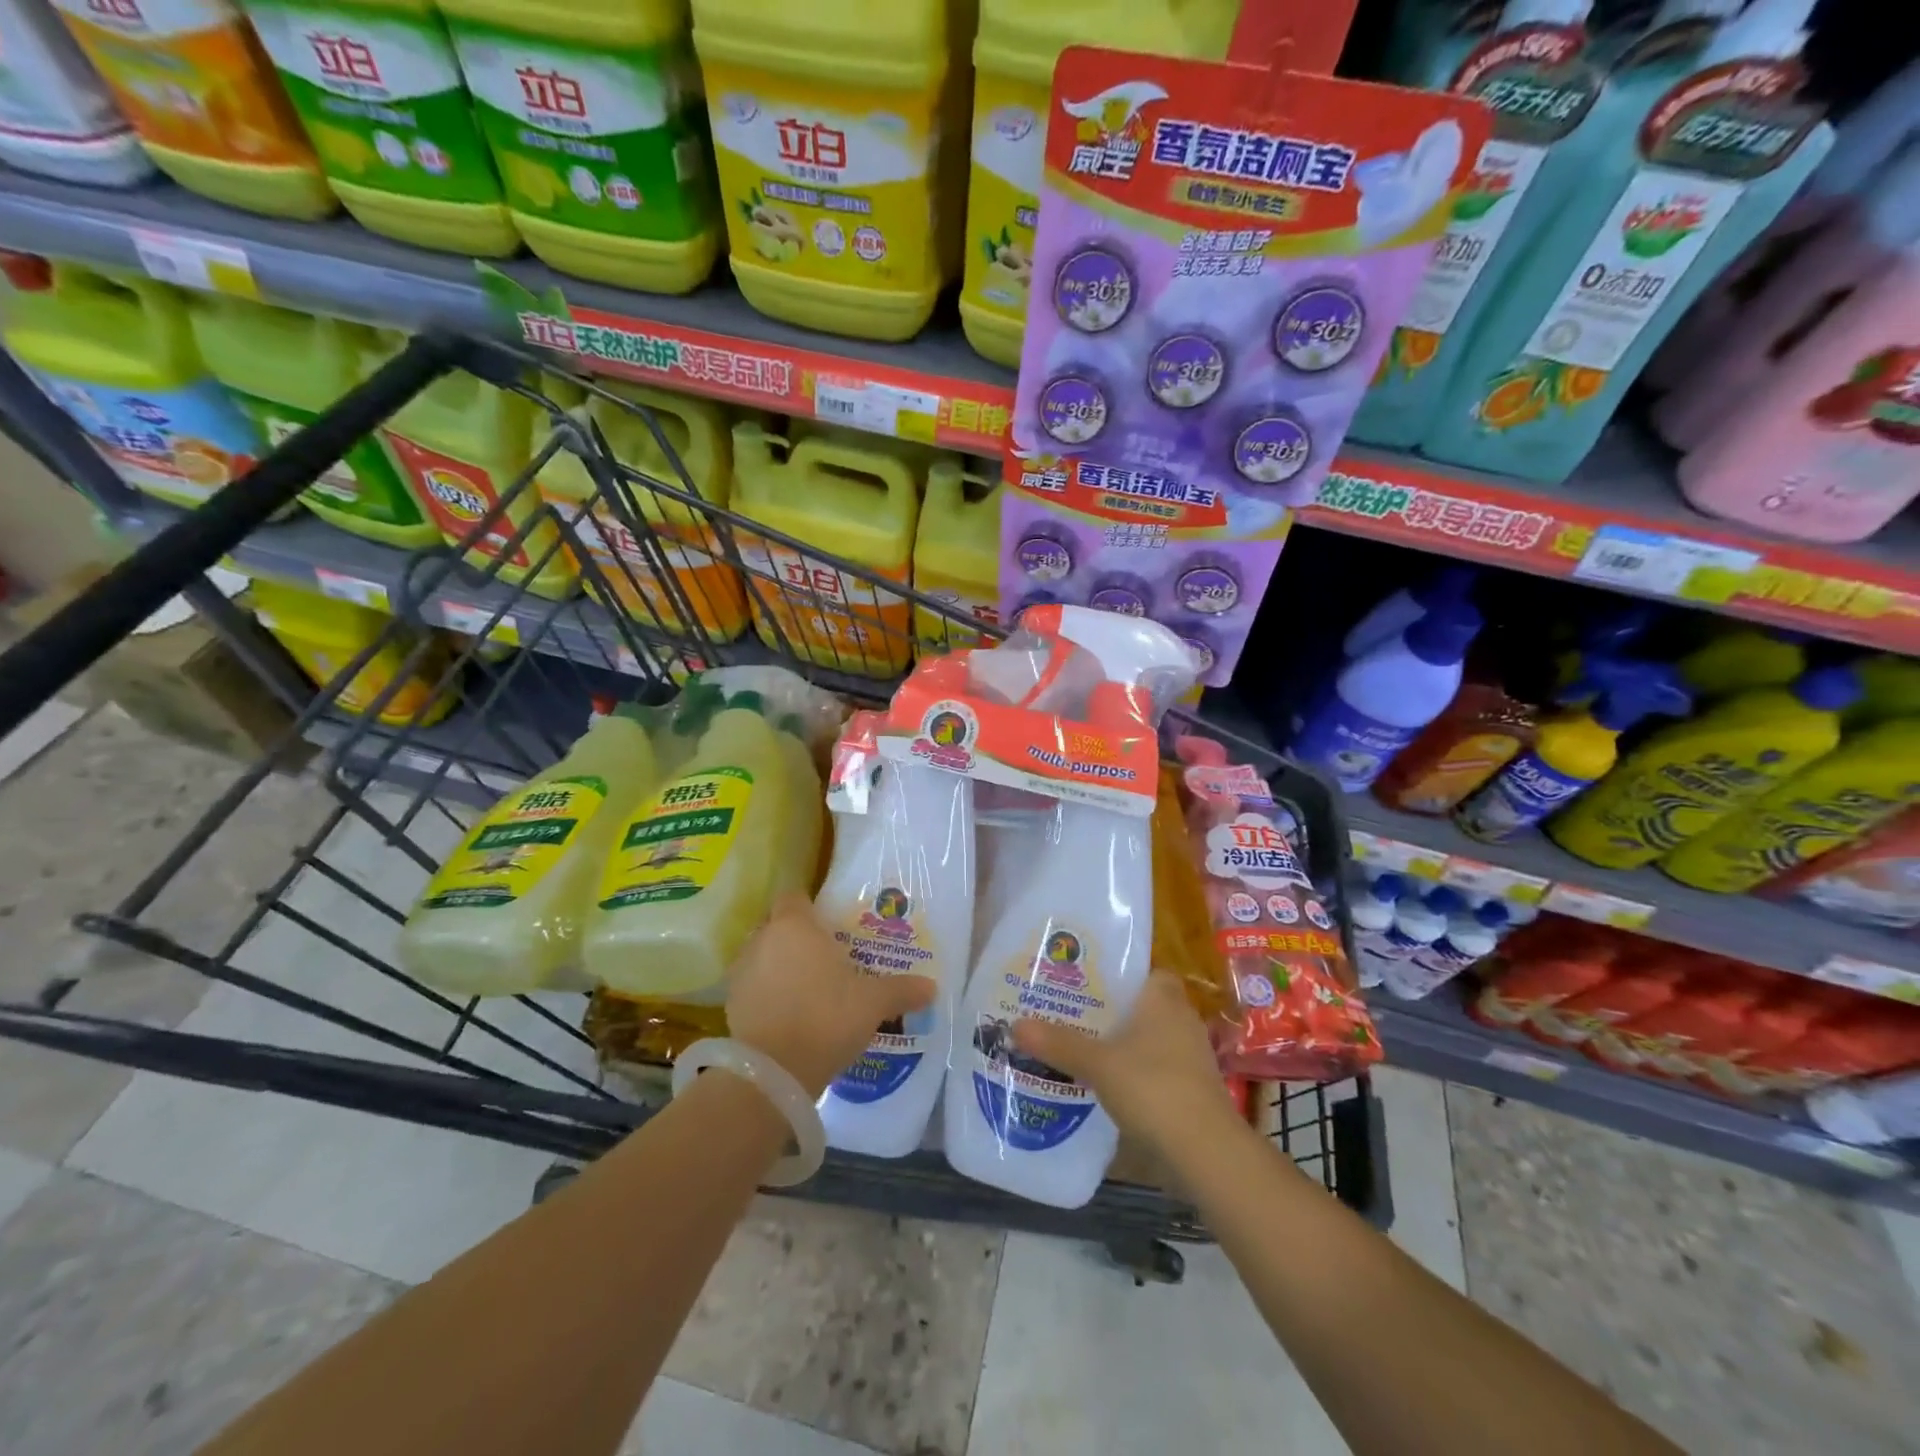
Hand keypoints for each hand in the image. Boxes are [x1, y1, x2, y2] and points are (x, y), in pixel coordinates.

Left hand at [726, 893, 935, 1097]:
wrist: (775, 1072)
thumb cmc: (827, 1018)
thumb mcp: (873, 1003)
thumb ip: (901, 990)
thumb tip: (932, 987)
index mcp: (795, 926)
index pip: (795, 897)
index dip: (810, 907)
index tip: (829, 925)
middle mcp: (762, 940)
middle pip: (777, 926)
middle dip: (796, 938)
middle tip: (824, 959)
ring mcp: (742, 972)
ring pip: (762, 956)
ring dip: (778, 966)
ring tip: (806, 989)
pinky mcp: (731, 1005)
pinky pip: (753, 987)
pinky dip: (767, 994)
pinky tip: (788, 1015)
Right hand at [1012, 971, 1236, 1153]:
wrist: (1205, 1150)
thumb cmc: (1153, 1087)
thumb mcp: (1097, 1063)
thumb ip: (1059, 1043)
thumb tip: (1015, 1024)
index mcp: (1163, 1000)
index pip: (1149, 973)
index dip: (1124, 975)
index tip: (1091, 983)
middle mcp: (1182, 1021)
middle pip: (1146, 1007)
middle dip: (1116, 1011)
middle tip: (1075, 1014)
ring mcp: (1191, 1058)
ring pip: (1152, 1040)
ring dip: (1126, 1045)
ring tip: (1084, 1048)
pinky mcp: (1193, 1090)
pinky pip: (1158, 1069)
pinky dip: (1137, 1074)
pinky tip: (1108, 1085)